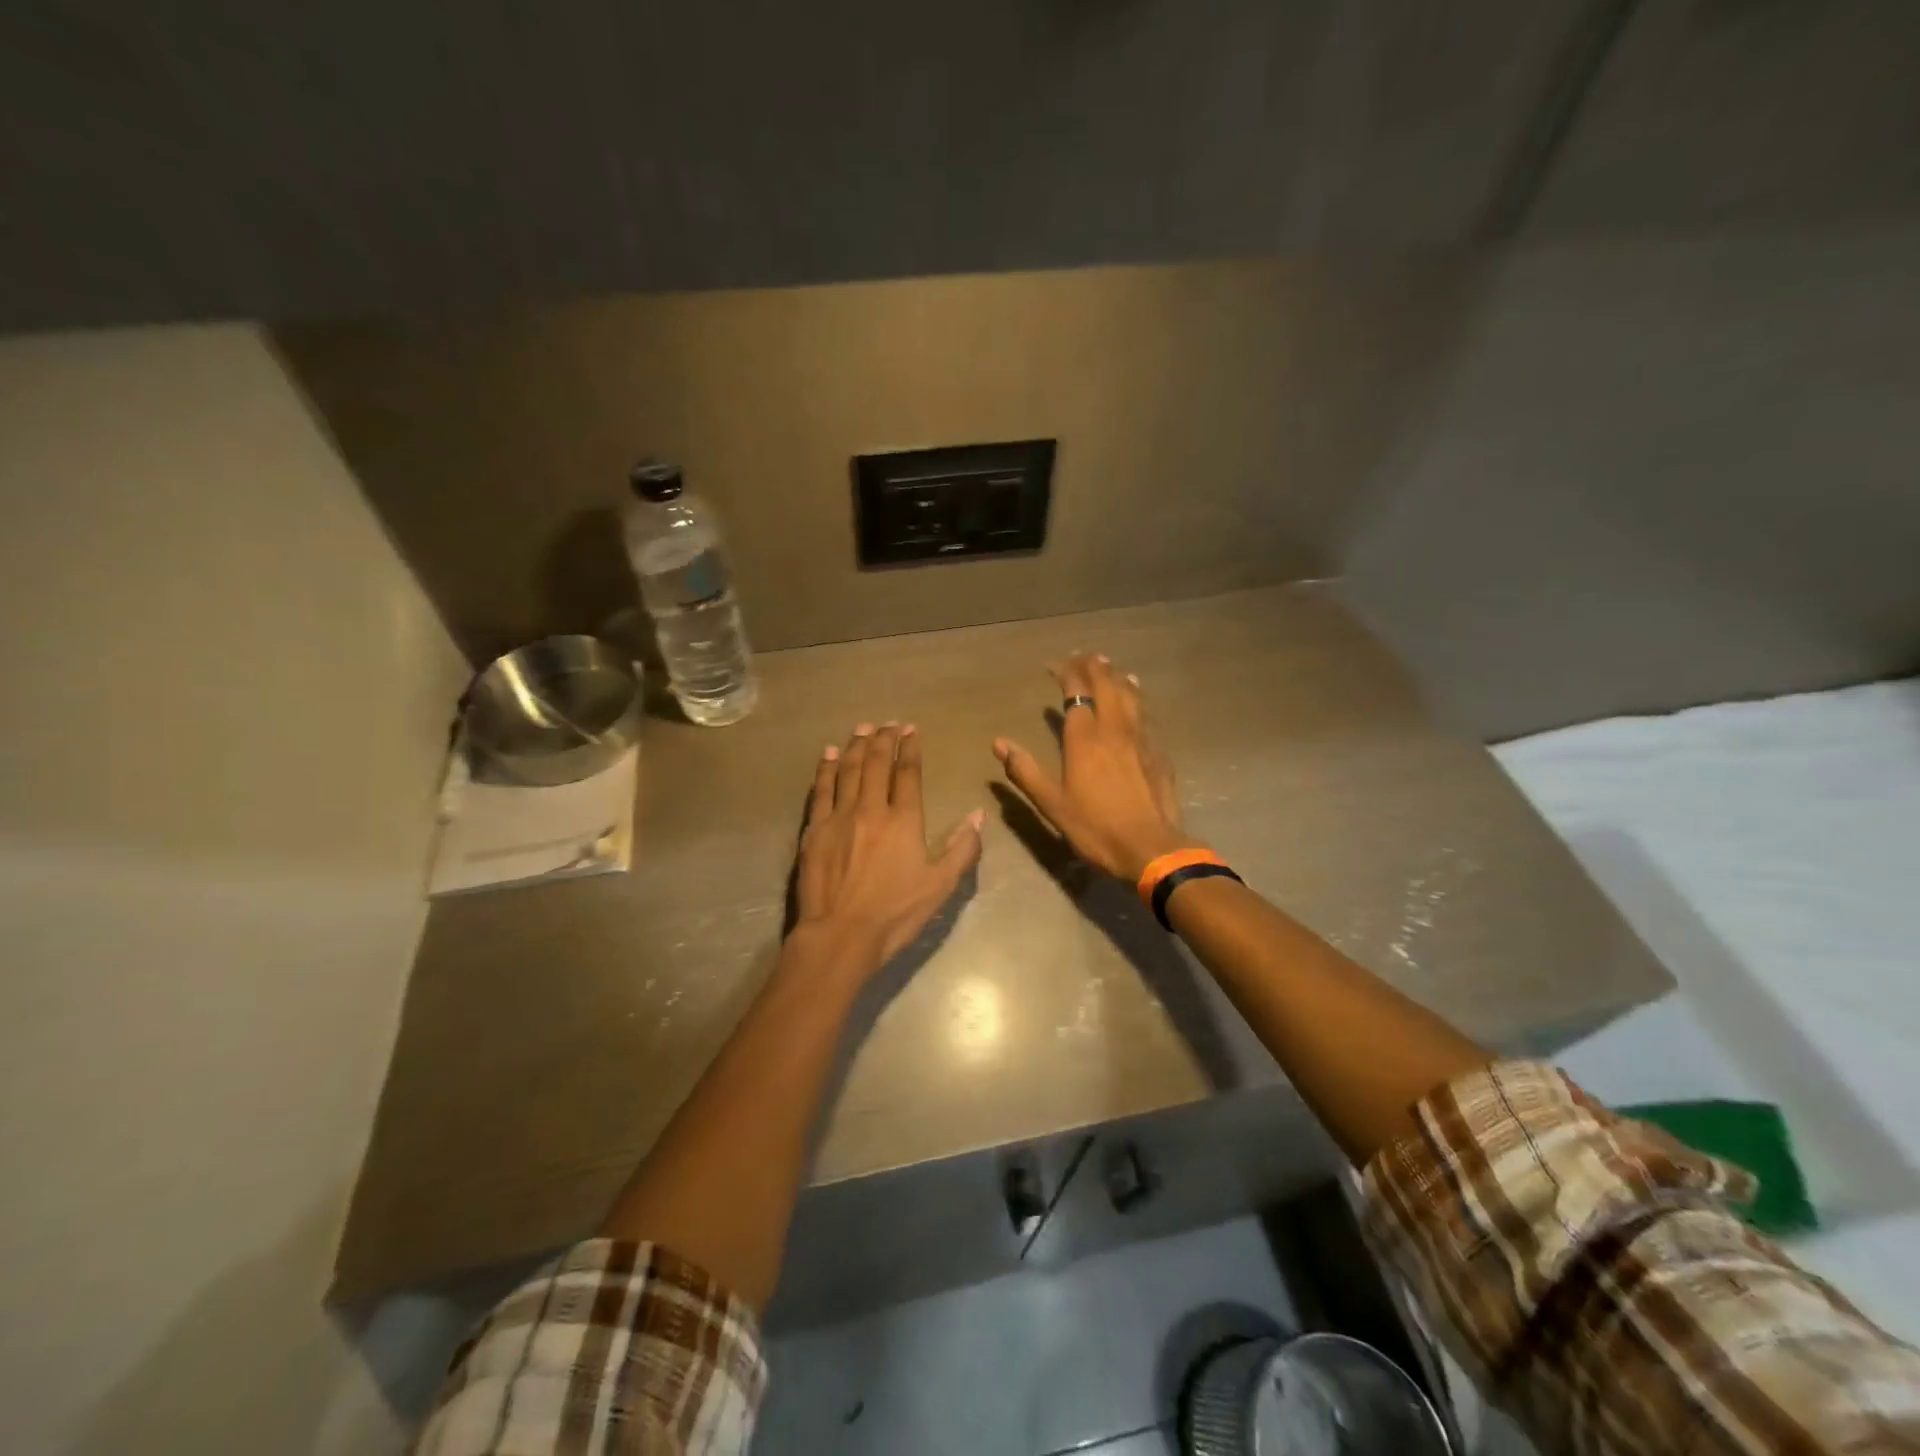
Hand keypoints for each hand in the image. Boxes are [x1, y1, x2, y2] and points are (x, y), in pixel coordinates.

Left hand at [790, 722, 984, 978]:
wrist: (840, 934)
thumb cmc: (895, 913)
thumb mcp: (940, 885)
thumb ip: (962, 848)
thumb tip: (977, 815)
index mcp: (903, 820)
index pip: (907, 774)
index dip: (910, 749)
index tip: (911, 730)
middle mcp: (871, 808)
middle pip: (875, 764)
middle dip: (883, 739)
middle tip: (887, 723)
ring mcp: (839, 816)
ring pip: (847, 770)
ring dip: (855, 746)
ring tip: (862, 728)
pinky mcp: (815, 830)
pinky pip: (821, 789)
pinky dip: (825, 769)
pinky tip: (828, 755)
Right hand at [994, 653, 1195, 882]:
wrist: (1151, 848)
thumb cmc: (1096, 827)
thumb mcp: (1052, 804)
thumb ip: (1025, 771)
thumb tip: (999, 743)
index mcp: (1085, 738)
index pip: (1076, 691)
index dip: (1065, 673)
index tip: (1054, 666)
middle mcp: (1114, 728)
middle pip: (1106, 684)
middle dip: (1093, 666)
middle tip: (1082, 656)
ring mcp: (1141, 738)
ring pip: (1130, 694)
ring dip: (1116, 676)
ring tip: (1108, 666)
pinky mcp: (1158, 751)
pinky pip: (1145, 712)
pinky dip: (1136, 696)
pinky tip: (1136, 696)